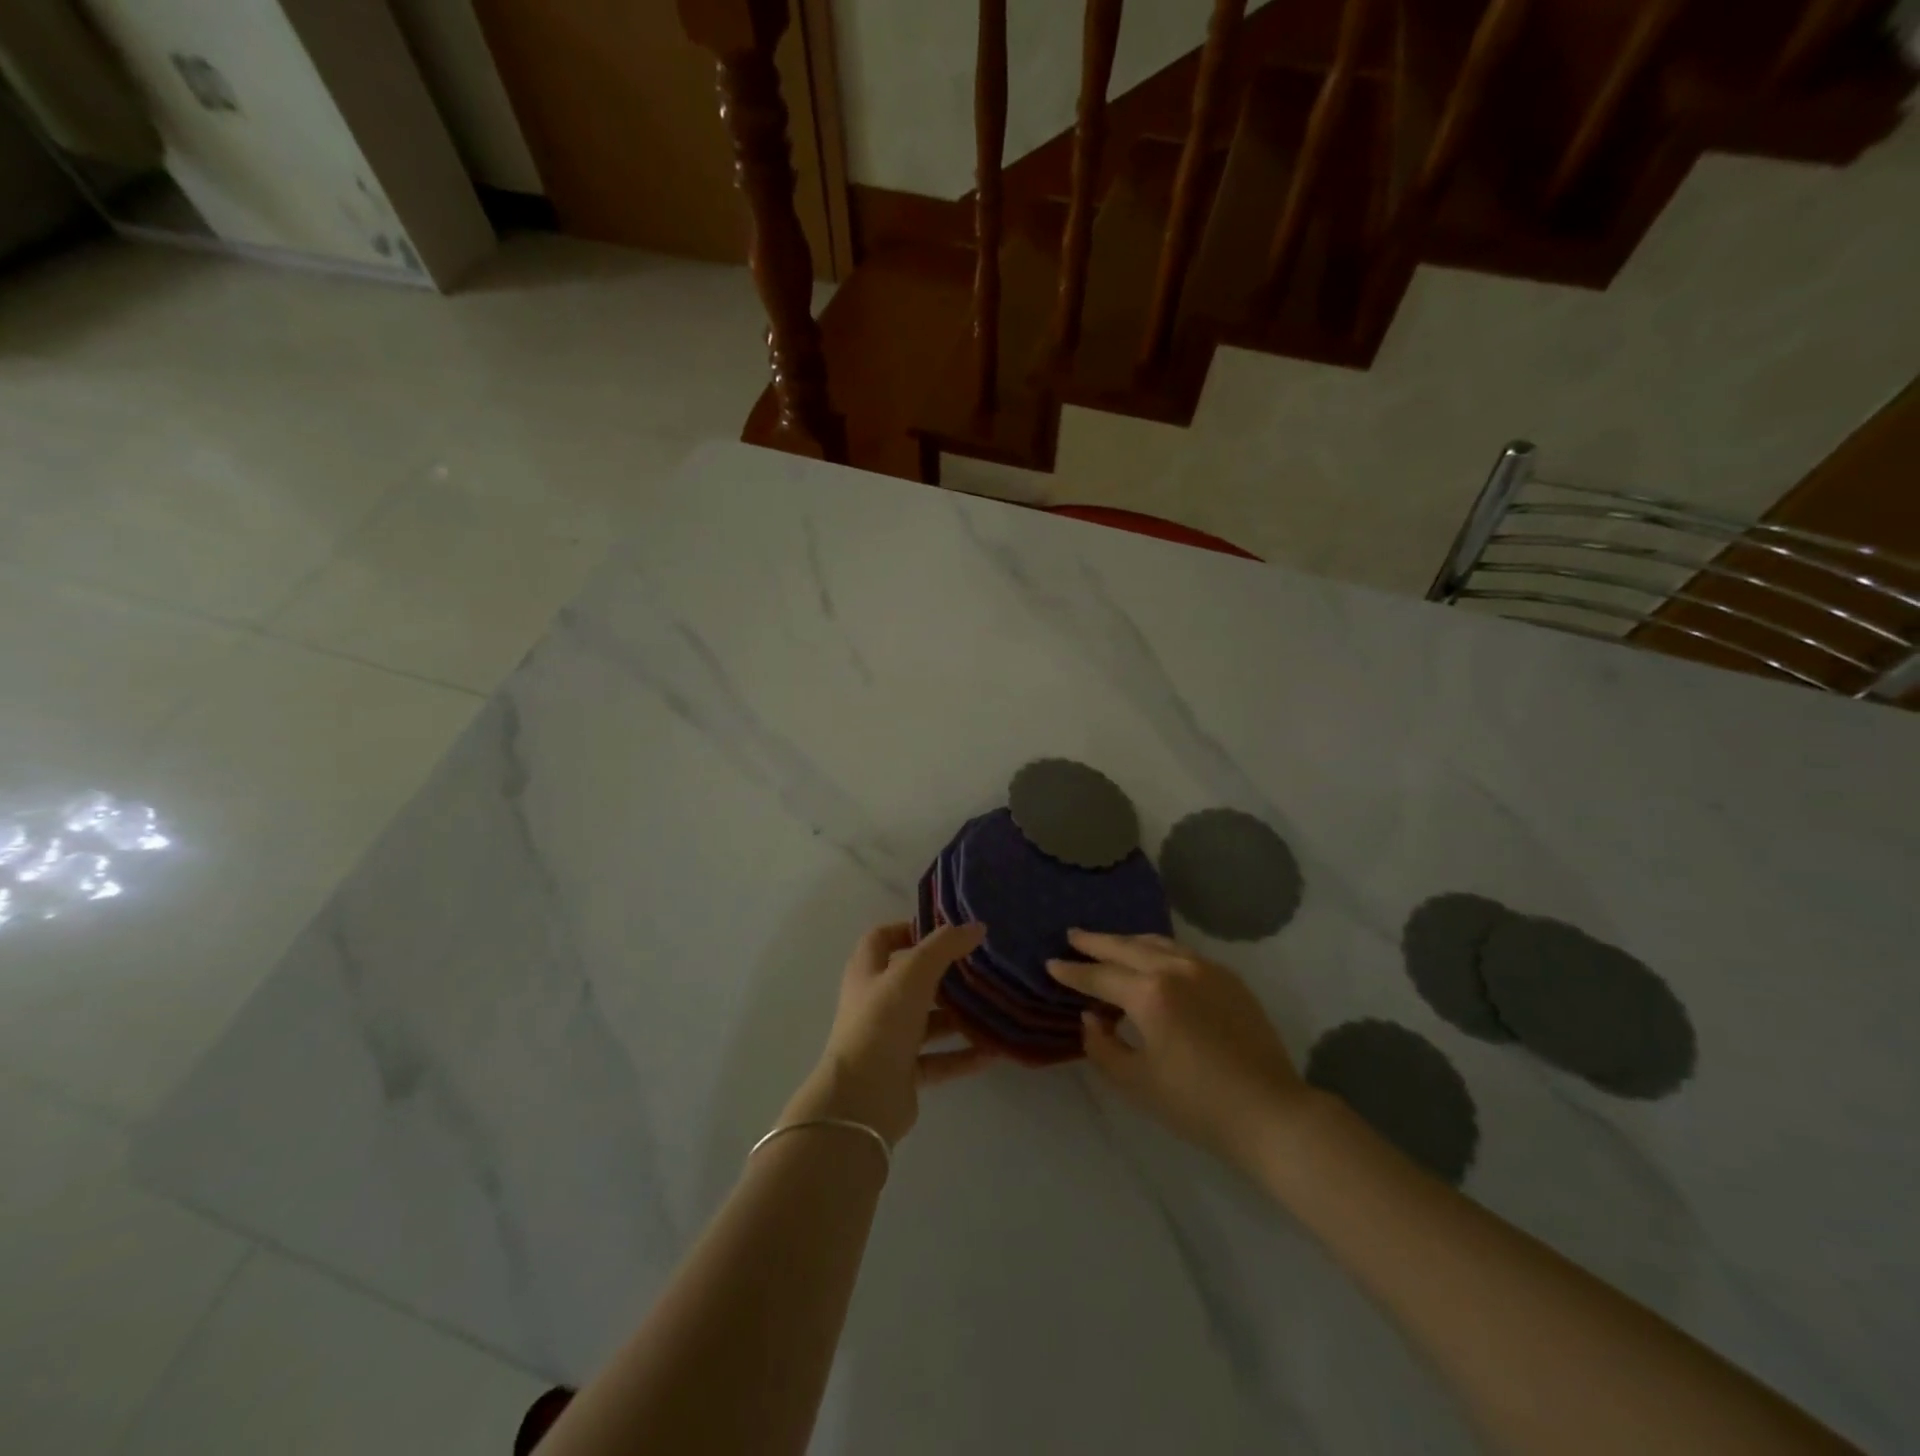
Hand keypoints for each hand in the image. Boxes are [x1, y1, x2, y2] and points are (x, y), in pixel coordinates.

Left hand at [784, 921, 995, 1145]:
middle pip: (911, 980)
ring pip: (927, 1021)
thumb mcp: (914, 972)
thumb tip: (976, 927)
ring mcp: (888, 1039)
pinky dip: (962, 1055)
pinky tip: (993, 1052)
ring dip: (957, 1017)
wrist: (862, 1098)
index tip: (945, 931)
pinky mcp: (903, 1072)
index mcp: (867, 972)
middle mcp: (875, 1002)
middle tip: (979, 968)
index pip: (882, 939)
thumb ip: (945, 946)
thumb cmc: (882, 1022)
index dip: (909, 930)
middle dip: (944, 975)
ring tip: (993, 1009)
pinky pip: (938, 1059)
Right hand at [1048, 930, 1310, 1169]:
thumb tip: (1092, 1017)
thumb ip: (1102, 1046)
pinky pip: (1182, 952)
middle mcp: (1176, 969)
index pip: (1100, 976)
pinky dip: (1157, 950)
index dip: (1072, 971)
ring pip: (1156, 943)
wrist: (1270, 1112)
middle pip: (1126, 947)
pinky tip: (1151, 958)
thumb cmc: (1196, 1104)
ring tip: (1108, 942)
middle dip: (1096, 942)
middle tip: (1073, 935)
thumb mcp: (1136, 1082)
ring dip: (1127, 942)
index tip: (1051, 963)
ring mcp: (1206, 969)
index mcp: (1150, 994)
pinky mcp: (1228, 978)